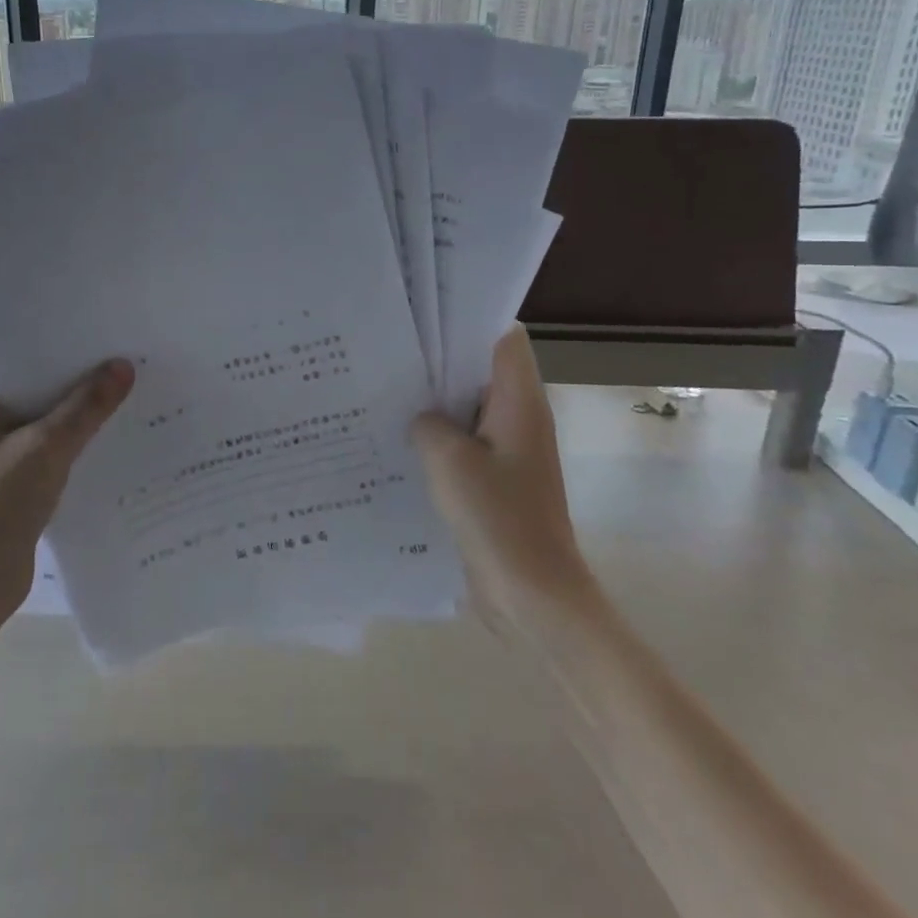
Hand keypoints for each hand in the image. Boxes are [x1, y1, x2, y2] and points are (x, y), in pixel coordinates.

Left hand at [0, 360, 134, 635]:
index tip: (109, 338)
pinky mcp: (18, 486)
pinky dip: (82, 449)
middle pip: (42, 393)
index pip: (25, 362)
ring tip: (136, 398)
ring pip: (52, 426)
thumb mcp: (45, 450)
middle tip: (133, 364)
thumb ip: (85, 408)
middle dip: (83, 384)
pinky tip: (120, 443)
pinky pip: (56, 455)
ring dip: (86, 419)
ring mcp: (1, 457)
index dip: (66, 350)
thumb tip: (123, 366)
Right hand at [411, 324, 597, 626]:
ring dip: (435, 404)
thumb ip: (427, 424)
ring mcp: (510, 451)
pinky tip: (398, 444)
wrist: (533, 596)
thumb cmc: (498, 519)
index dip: (467, 322)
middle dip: (439, 362)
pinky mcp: (497, 480)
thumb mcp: (448, 461)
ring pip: (469, 409)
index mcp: (519, 401)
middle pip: (480, 371)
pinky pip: (466, 444)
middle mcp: (519, 417)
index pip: (502, 338)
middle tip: (389, 354)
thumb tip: (421, 419)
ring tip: (384, 393)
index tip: (422, 320)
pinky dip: (438, 439)